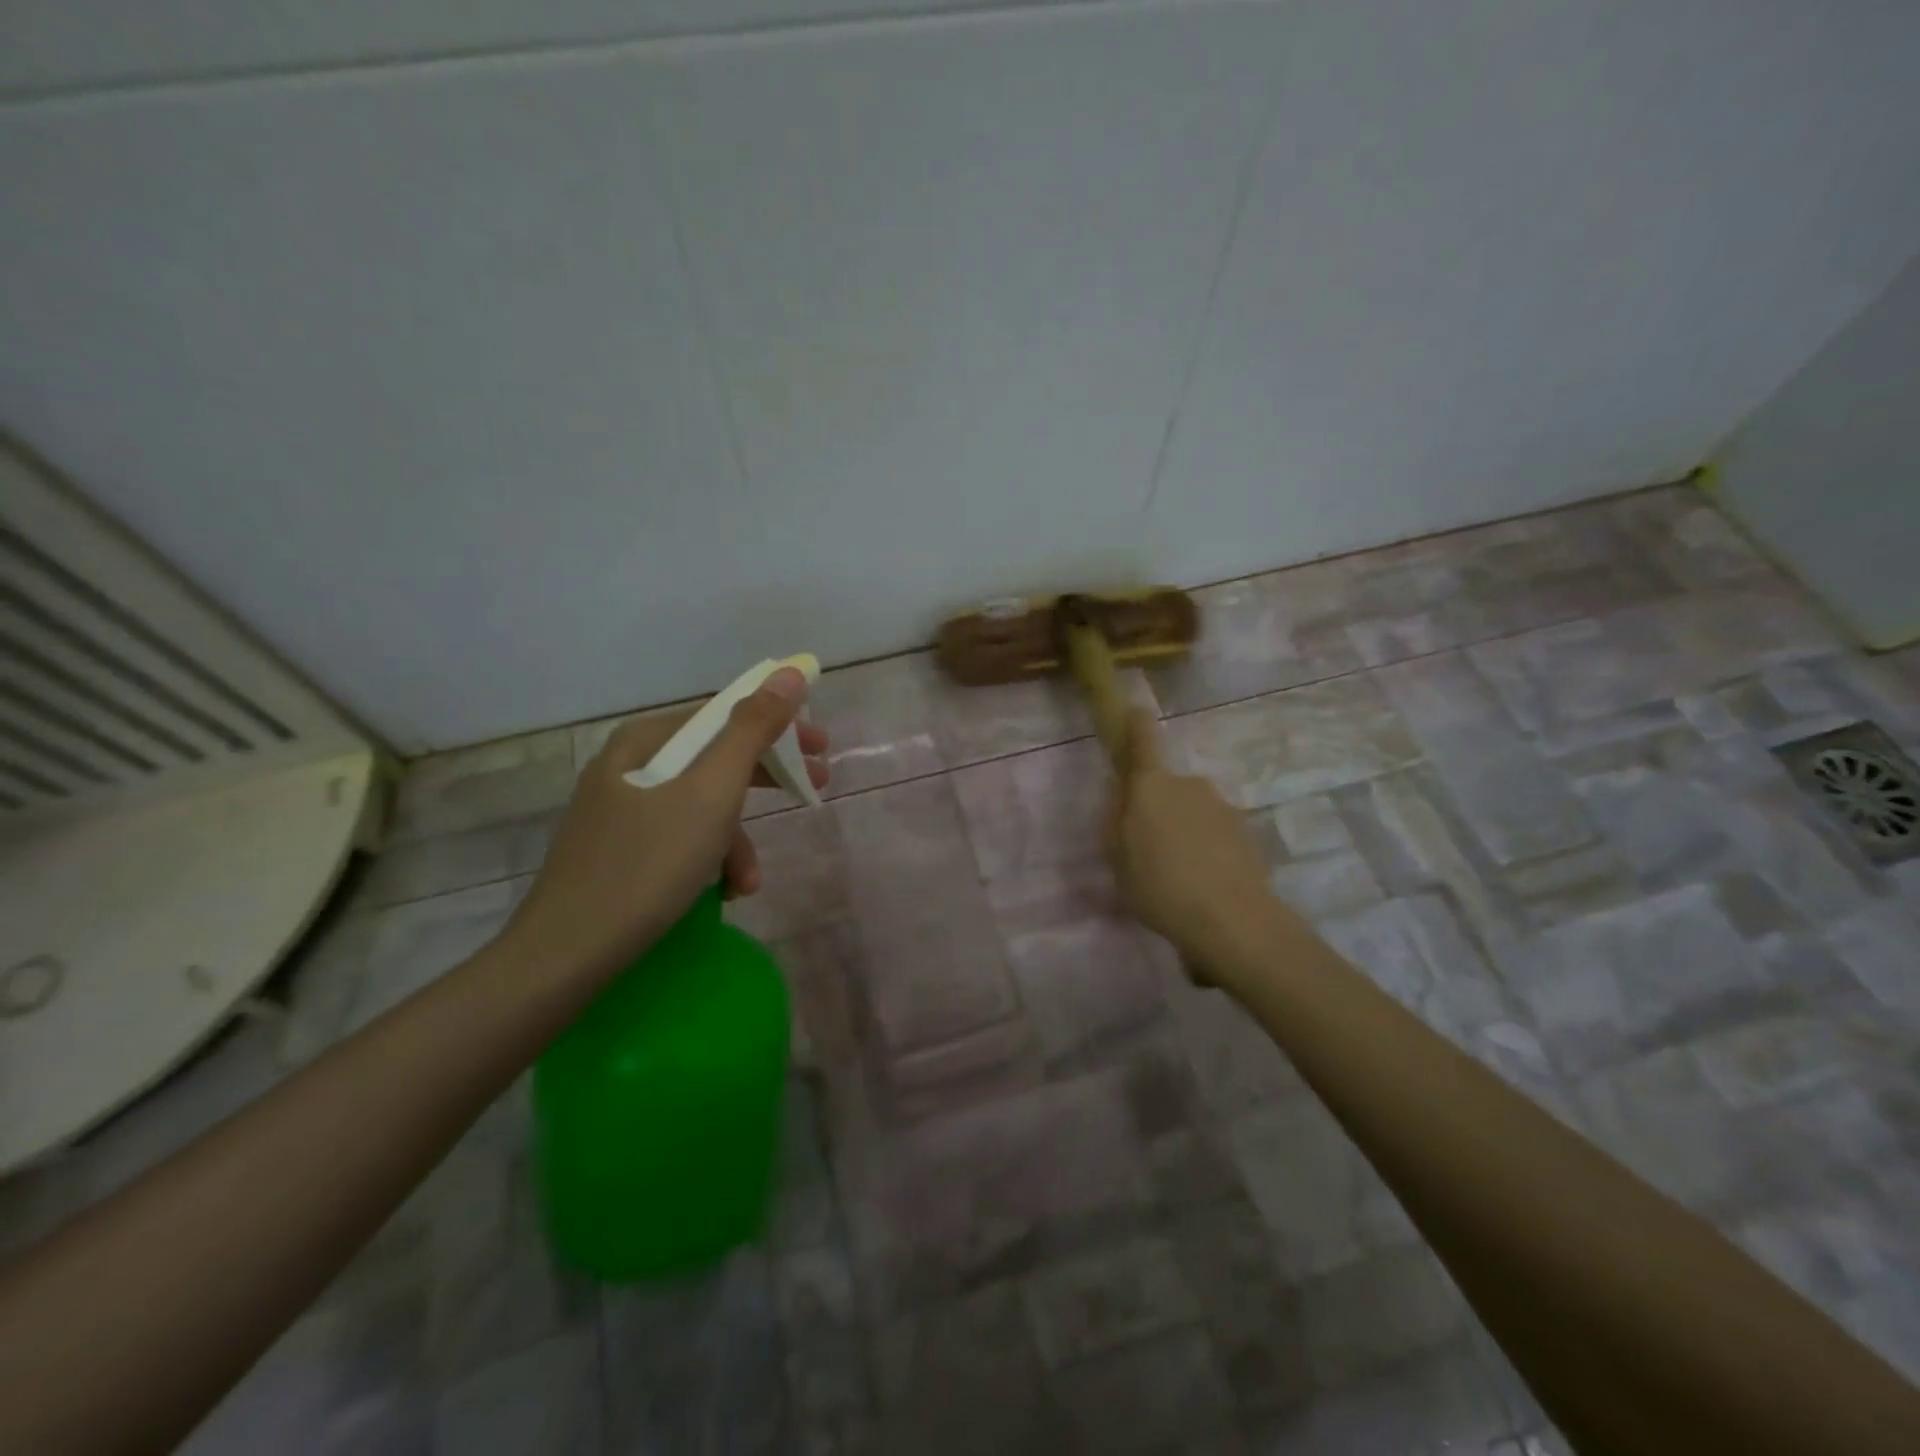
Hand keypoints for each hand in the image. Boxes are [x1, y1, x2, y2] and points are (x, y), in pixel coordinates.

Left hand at [504, 668, 827, 979]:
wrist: (565, 956)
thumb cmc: (647, 865)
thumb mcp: (711, 793)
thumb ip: (752, 730)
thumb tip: (789, 673)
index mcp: (645, 741)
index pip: (724, 714)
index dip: (778, 726)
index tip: (820, 748)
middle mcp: (629, 766)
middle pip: (715, 759)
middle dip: (765, 782)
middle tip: (814, 790)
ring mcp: (619, 811)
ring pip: (700, 806)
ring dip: (736, 841)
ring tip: (748, 883)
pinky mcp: (618, 851)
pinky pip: (679, 838)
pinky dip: (708, 860)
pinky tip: (721, 893)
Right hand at [1104, 708, 1285, 984]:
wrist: (1230, 920)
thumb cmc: (1158, 887)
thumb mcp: (1117, 860)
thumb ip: (1116, 825)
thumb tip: (1123, 802)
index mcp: (1151, 787)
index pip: (1142, 741)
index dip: (1136, 724)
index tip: (1135, 709)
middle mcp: (1189, 785)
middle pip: (1166, 788)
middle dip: (1156, 809)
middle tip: (1146, 850)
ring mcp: (1222, 807)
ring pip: (1192, 812)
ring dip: (1184, 832)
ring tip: (1178, 878)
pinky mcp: (1246, 833)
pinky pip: (1215, 834)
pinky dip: (1207, 850)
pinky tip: (1203, 885)